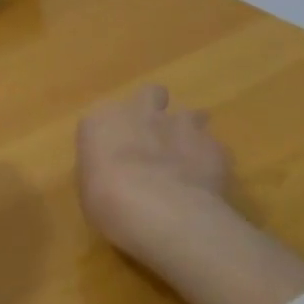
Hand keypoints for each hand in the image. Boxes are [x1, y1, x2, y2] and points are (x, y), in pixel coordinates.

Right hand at [76, 85, 230, 251]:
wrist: (159, 209)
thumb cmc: (107, 201)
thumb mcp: (90, 189)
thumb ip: (103, 172)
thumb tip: (115, 176)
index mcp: (101, 121)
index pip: (105, 115)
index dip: (113, 132)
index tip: (115, 152)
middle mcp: (140, 112)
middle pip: (151, 94)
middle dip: (154, 111)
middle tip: (154, 139)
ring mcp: (181, 125)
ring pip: (190, 115)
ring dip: (188, 132)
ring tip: (186, 160)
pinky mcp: (214, 145)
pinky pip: (213, 147)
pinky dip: (210, 160)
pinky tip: (206, 183)